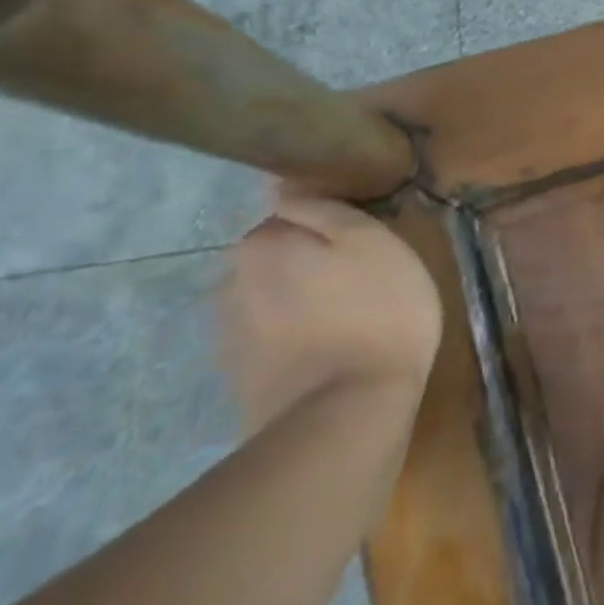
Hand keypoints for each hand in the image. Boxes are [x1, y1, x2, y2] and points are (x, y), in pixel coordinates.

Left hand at [219, 193, 442, 437]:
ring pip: (273, 300)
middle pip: (278, 259)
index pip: (292, 215)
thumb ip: (326, 209)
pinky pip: (272, 340)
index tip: (363, 244)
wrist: (346, 414)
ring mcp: (228, 336)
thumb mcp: (372, 240)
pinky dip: (295, 341)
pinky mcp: (239, 379)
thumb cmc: (375, 311)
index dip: (331, 227)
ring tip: (348, 323)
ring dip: (302, 304)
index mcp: (261, 244)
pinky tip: (329, 355)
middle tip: (362, 283)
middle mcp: (230, 283)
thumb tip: (285, 190)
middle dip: (310, 265)